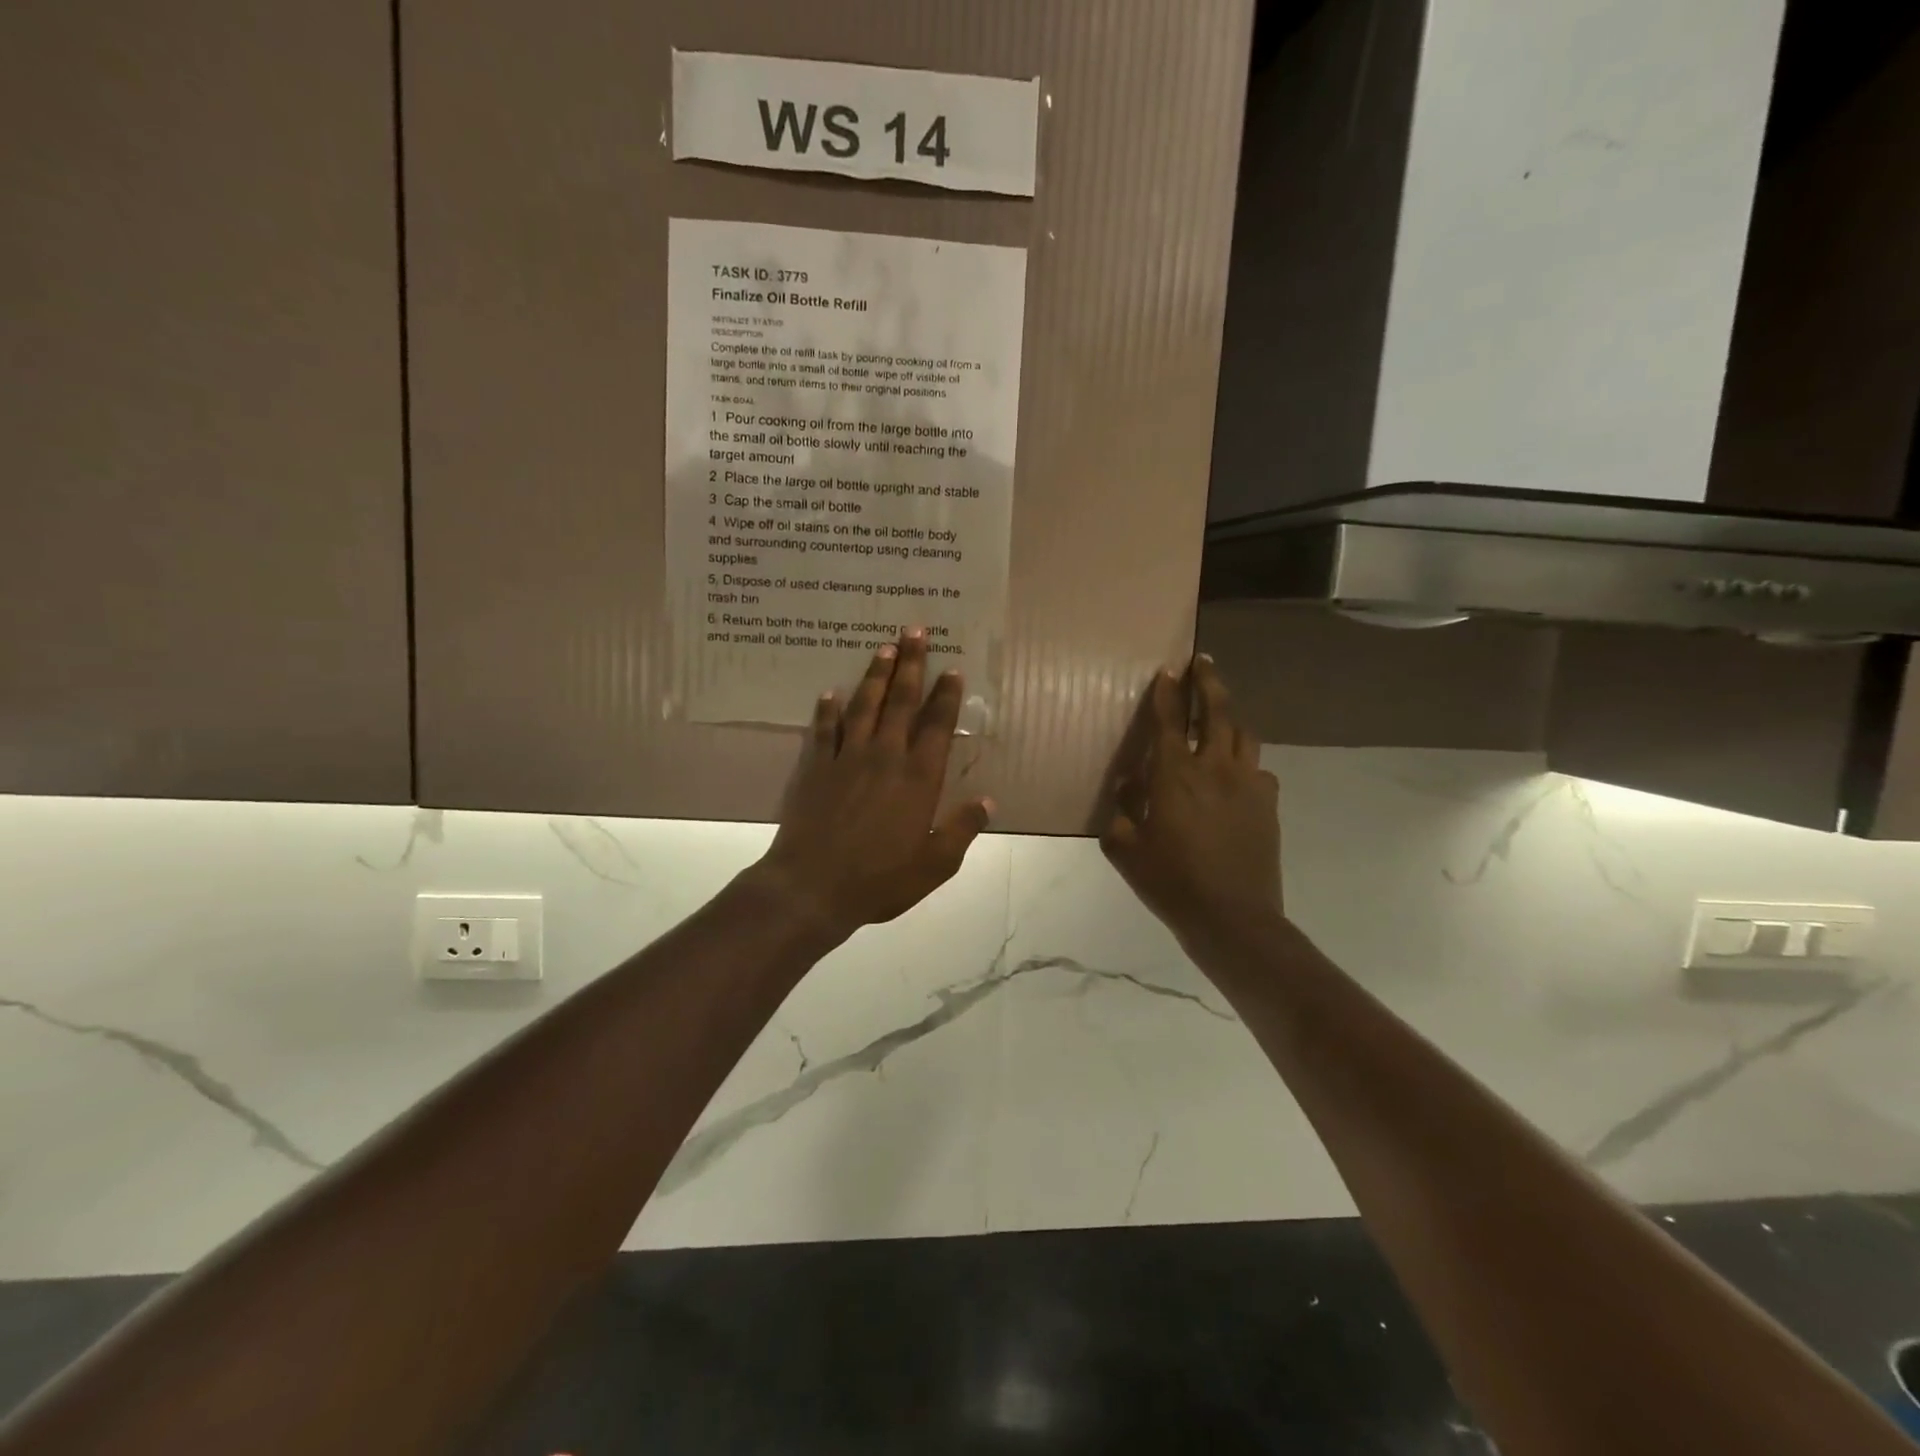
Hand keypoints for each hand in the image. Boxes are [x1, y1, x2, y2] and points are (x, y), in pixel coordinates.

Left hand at [753, 629, 992, 942]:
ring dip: (876, 675)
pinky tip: (830, 693)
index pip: (937, 725)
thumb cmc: (879, 880)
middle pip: (901, 701)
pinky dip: (828, 710)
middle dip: (912, 664)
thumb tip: (988, 802)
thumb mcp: (935, 864)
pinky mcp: (815, 767)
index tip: (952, 668)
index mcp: (918, 778)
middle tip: (916, 630)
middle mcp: (885, 757)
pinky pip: (823, 729)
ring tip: (884, 647)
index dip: (946, 695)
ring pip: (864, 705)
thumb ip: (963, 829)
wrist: (812, 887)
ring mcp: (846, 758)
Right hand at [1101, 655, 1282, 947]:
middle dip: (1208, 682)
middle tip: (1203, 662)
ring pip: (1243, 734)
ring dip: (1230, 714)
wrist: (1234, 918)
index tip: (1167, 670)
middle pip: (1217, 712)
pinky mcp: (1268, 804)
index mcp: (1176, 775)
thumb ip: (1122, 810)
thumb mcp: (1126, 849)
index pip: (1169, 721)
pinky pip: (1258, 769)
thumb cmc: (1171, 882)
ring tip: (1221, 709)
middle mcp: (1215, 768)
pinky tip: (1236, 772)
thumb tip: (1129, 783)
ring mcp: (1248, 784)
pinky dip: (1244, 760)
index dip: (1167, 693)